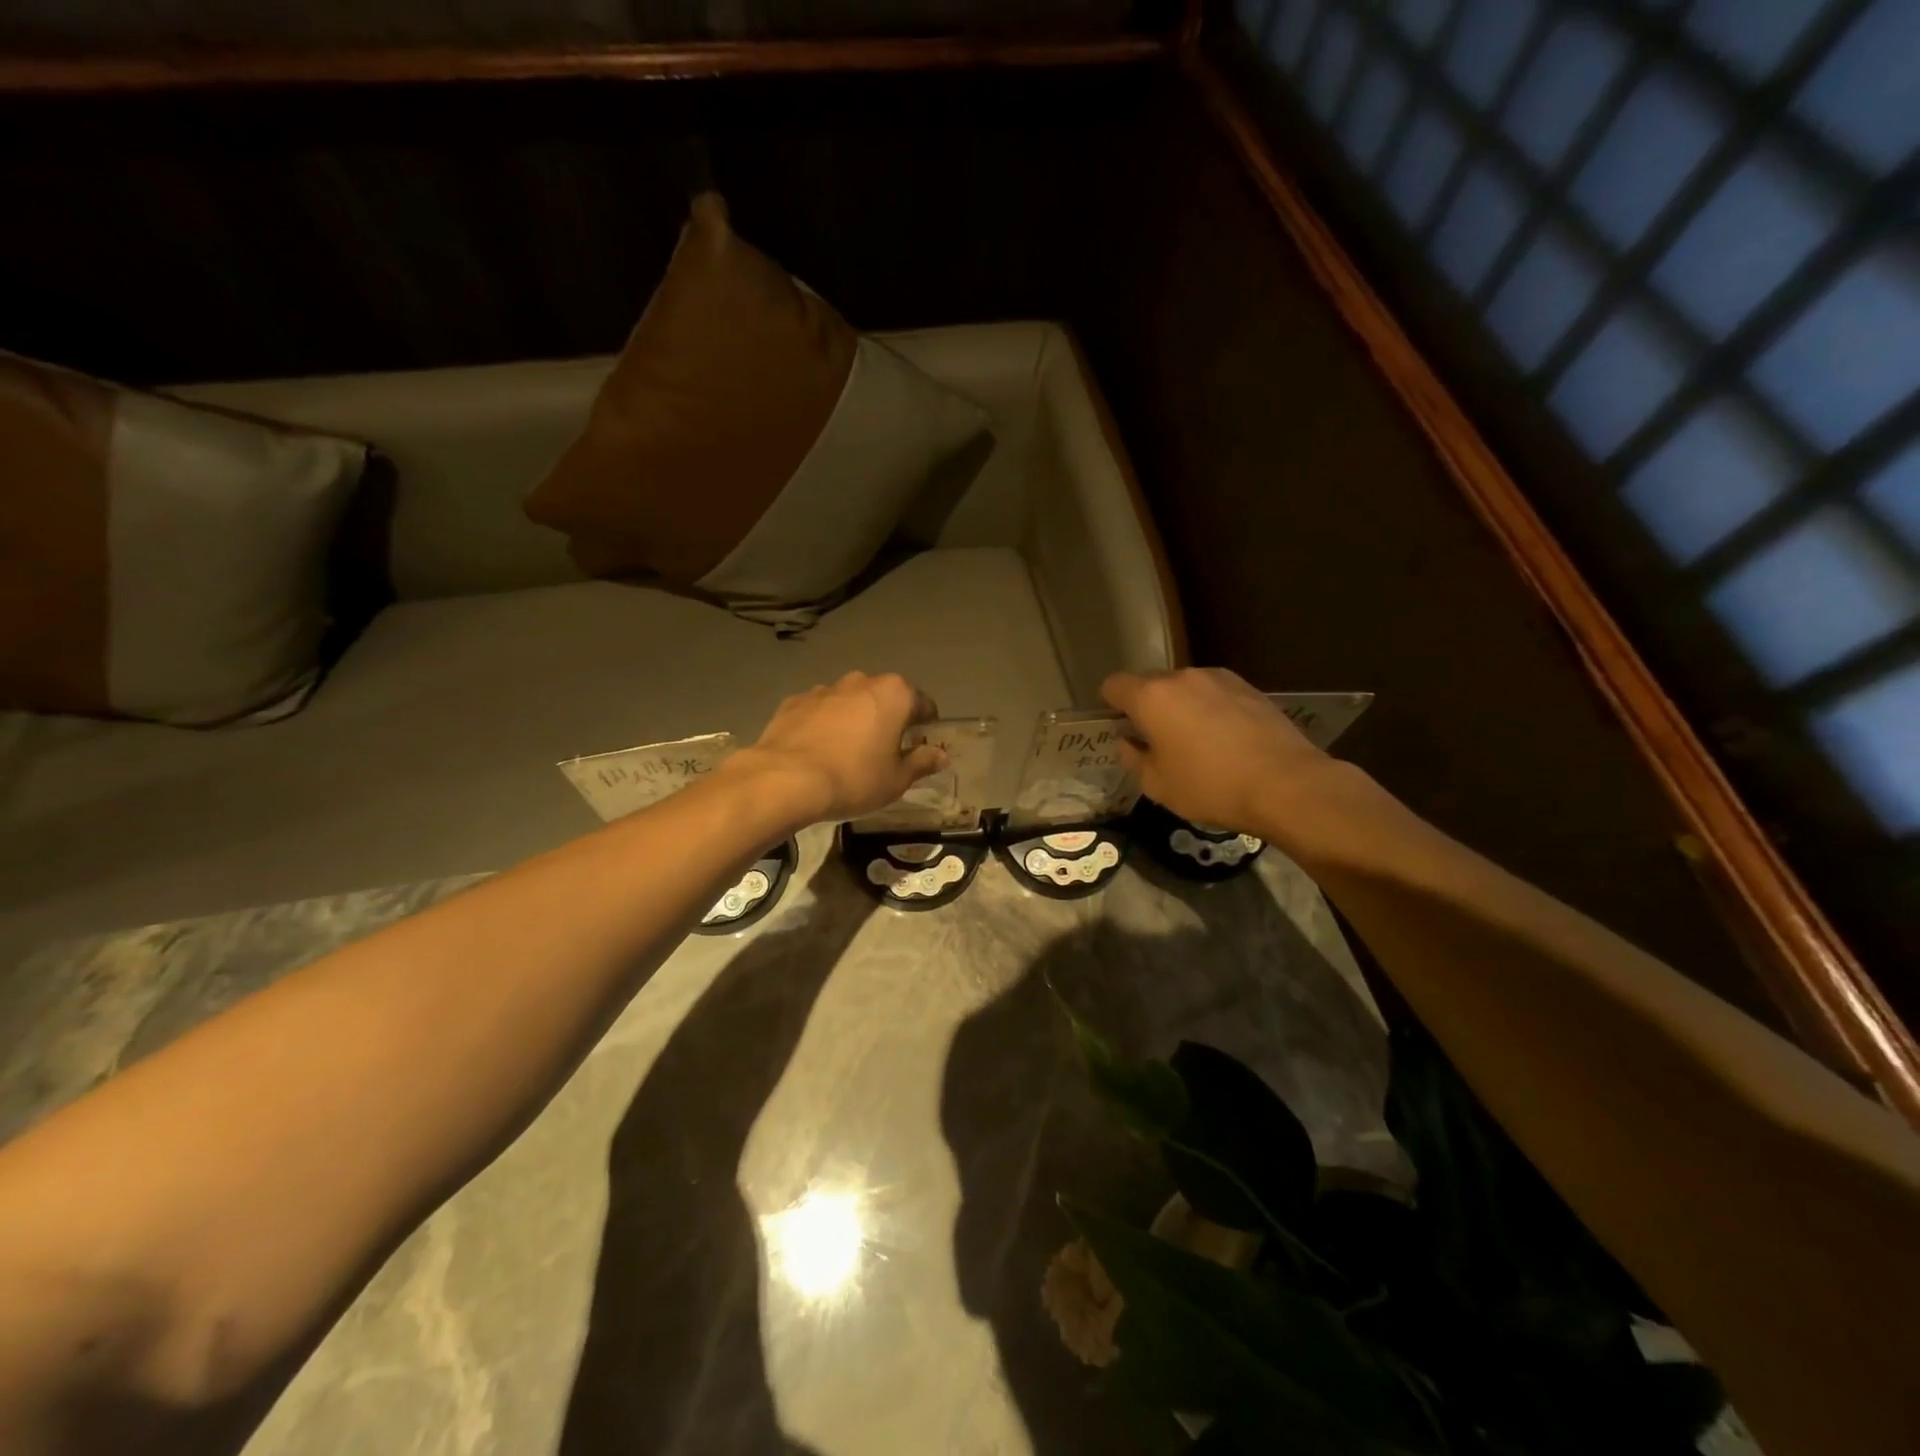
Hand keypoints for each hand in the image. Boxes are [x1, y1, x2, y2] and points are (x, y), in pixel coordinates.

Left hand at [733, 672, 946, 824]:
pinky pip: (819, 711)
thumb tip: (940, 754)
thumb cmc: (854, 778)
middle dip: (888, 719)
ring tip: (847, 752)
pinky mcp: (794, 701)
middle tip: (884, 752)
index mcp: (894, 694)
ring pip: (849, 702)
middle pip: (884, 698)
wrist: (786, 779)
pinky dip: (823, 725)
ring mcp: (824, 689)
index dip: (926, 726)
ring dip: (854, 719)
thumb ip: (922, 762)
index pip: (923, 704)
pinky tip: (818, 751)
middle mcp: (861, 681)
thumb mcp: (896, 779)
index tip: (920, 746)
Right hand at [1102, 667, 1333, 833]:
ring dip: (1181, 707)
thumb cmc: (1210, 786)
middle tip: (1155, 740)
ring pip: (1185, 688)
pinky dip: (1210, 710)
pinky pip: (1215, 694)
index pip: (1114, 685)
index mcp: (1152, 696)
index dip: (1109, 704)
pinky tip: (1224, 740)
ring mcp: (1220, 678)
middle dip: (1147, 707)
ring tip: (1194, 741)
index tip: (1117, 726)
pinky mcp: (1249, 688)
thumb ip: (1134, 759)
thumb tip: (1128, 742)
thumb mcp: (1158, 785)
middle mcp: (1183, 677)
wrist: (1286, 784)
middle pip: (1150, 684)